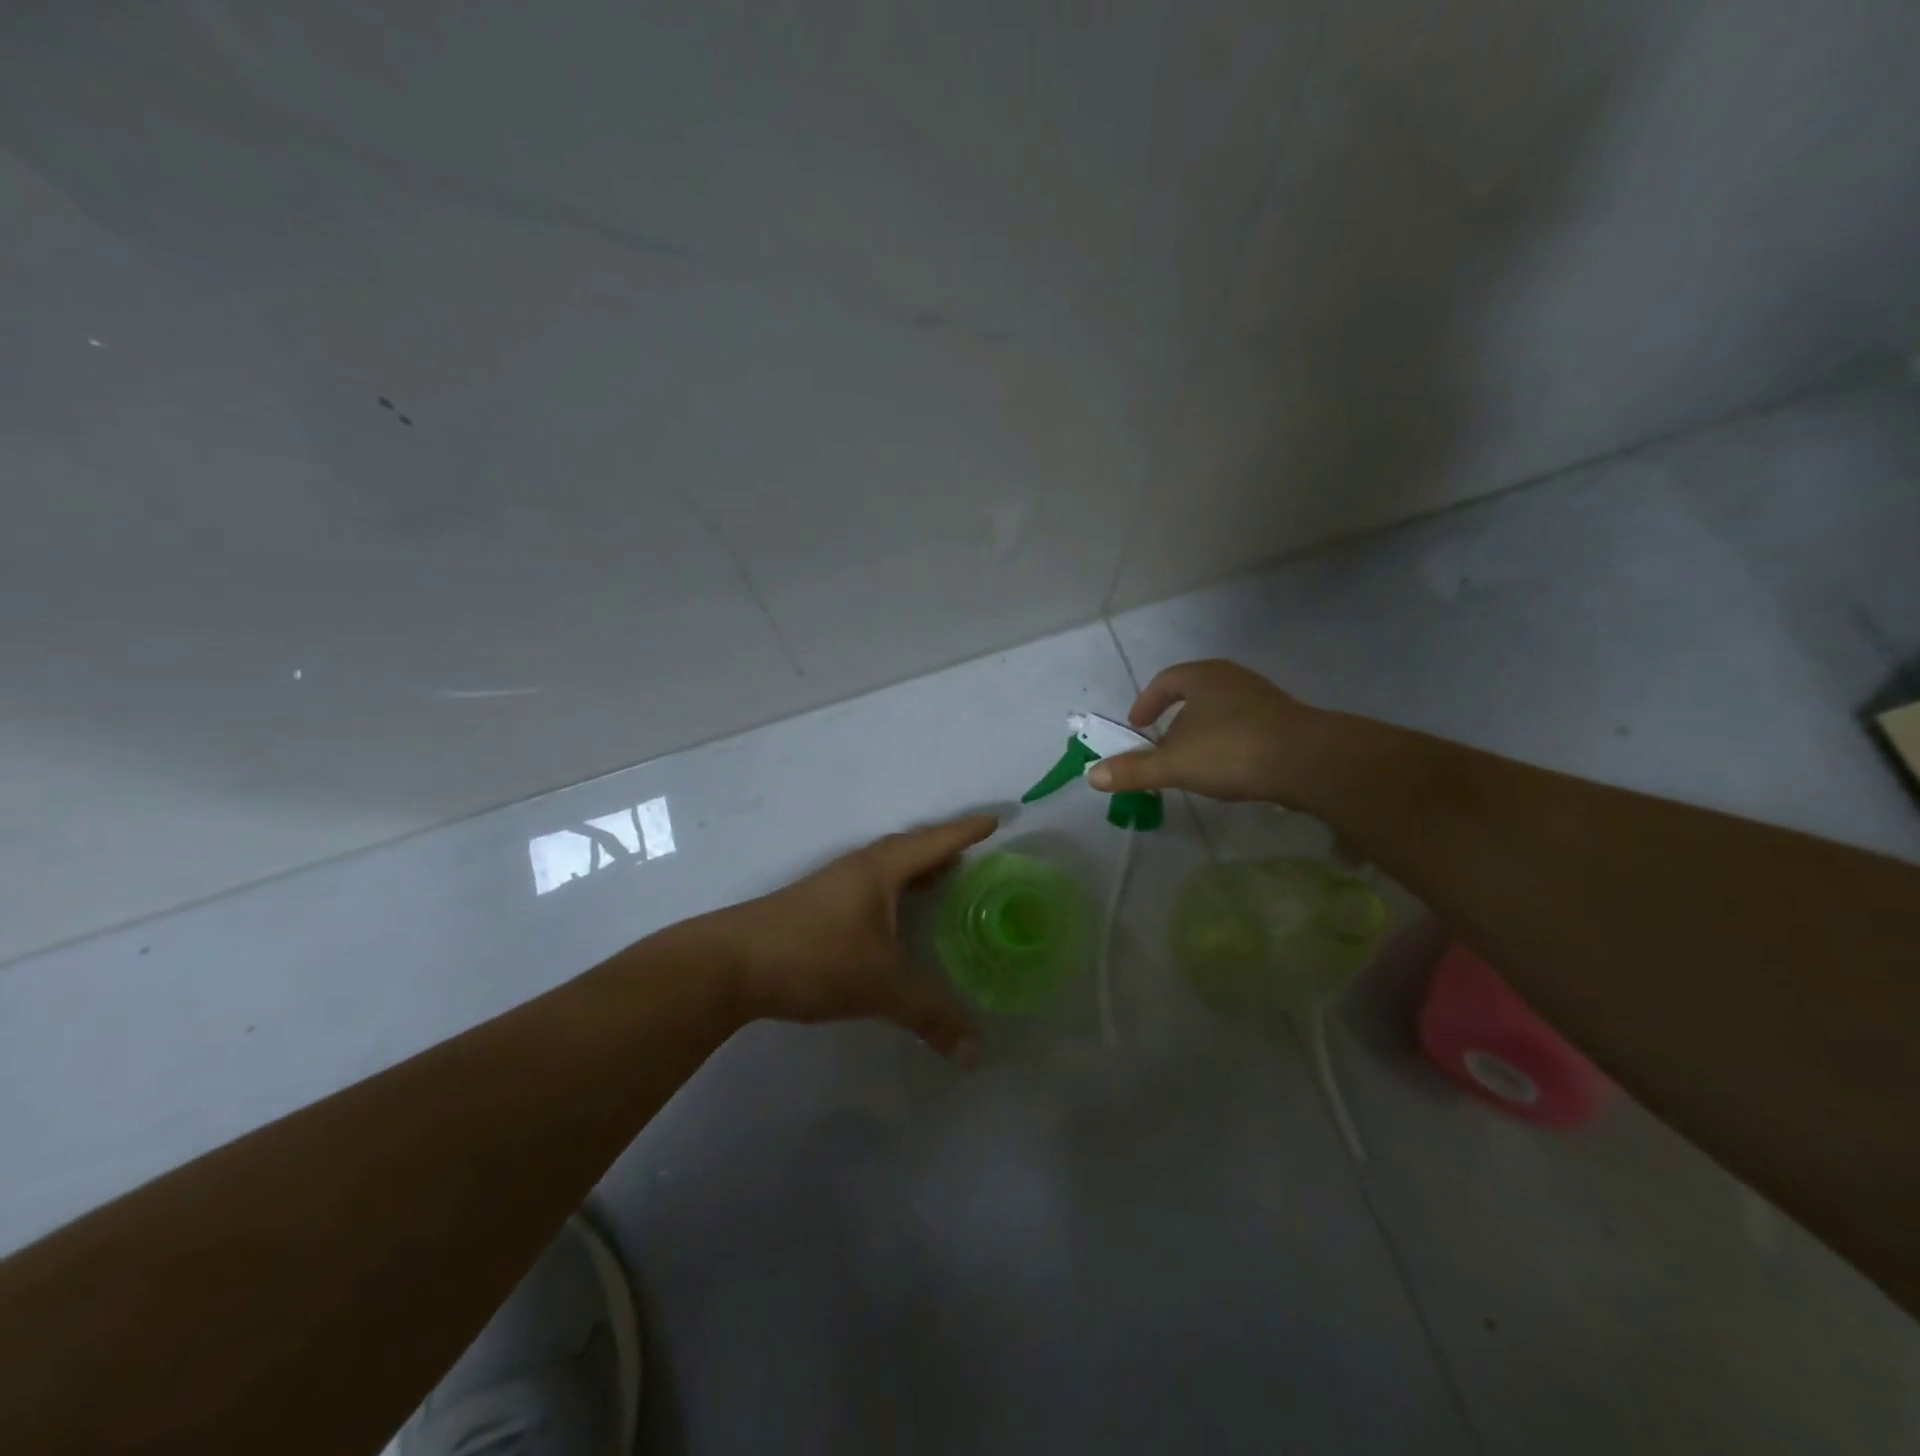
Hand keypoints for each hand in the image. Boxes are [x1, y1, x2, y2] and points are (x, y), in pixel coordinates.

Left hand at [714, 814, 997, 1060]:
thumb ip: (929, 1015)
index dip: (966, 832)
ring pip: (885, 868)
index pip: (934, 842)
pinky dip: (893, 891)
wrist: (729, 965)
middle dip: (942, 848)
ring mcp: (832, 886)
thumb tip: (975, 1053)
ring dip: (915, 869)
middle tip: (972, 856)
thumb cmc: (814, 957)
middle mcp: (858, 869)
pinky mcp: (815, 906)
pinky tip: (893, 918)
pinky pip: (869, 886)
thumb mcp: (880, 986)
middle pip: (909, 848)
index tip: (995, 820)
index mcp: (880, 870)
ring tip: (941, 881)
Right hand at [1087, 659, 1321, 803]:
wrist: (1310, 762)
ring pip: (1221, 712)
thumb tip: (1092, 776)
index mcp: (1204, 677)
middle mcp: (1233, 679)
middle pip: (1194, 695)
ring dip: (1202, 734)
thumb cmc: (1232, 751)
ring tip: (1192, 762)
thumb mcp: (1174, 764)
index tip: (1136, 726)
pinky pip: (1244, 727)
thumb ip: (1134, 769)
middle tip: (1161, 747)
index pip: (1166, 681)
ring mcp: (1264, 699)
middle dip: (1174, 721)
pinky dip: (1227, 744)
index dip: (1146, 702)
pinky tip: (1228, 770)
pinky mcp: (1286, 722)